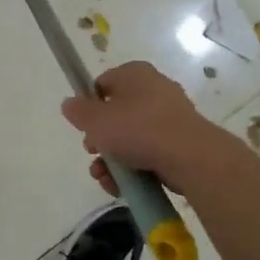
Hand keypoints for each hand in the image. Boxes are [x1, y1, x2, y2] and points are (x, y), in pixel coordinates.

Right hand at [60, 60, 229, 194]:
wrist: (189, 156)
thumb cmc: (138, 128)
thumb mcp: (96, 120)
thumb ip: (78, 111)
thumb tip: (69, 104)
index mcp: (135, 73)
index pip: (103, 84)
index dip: (89, 106)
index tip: (84, 127)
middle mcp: (154, 89)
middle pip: (116, 114)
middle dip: (100, 139)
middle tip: (93, 152)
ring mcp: (169, 117)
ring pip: (131, 137)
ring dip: (112, 159)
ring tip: (104, 178)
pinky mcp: (179, 142)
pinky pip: (148, 152)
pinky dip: (133, 168)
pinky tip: (121, 186)